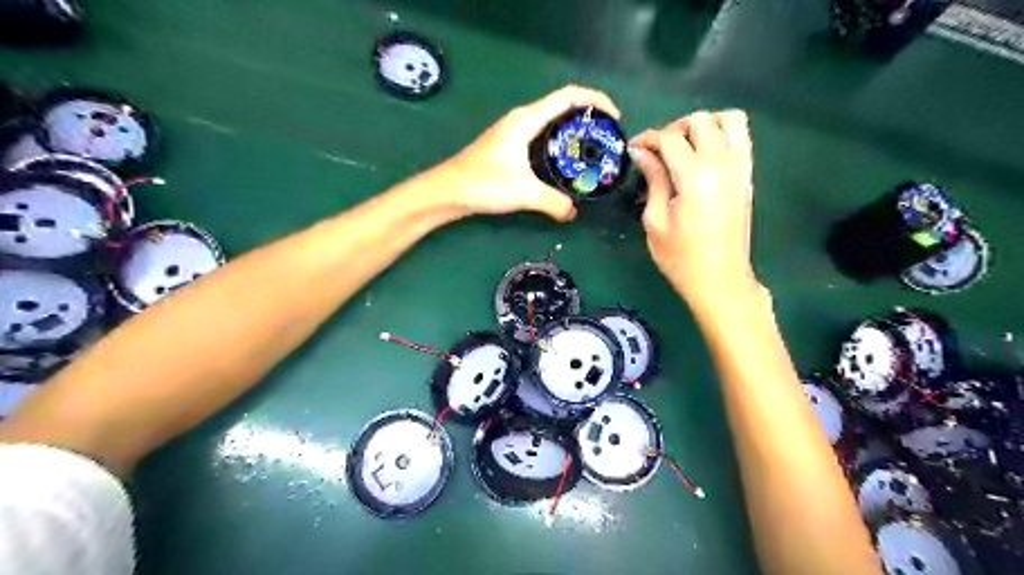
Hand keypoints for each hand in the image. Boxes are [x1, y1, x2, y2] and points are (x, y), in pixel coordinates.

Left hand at [436, 83, 619, 220]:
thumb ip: (553, 202)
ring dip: (573, 130)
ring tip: (592, 150)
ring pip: (552, 122)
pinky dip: (559, 143)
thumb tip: (573, 212)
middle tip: (607, 138)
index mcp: (527, 119)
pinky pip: (542, 136)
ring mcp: (514, 132)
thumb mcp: (523, 193)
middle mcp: (522, 119)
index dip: (595, 100)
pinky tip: (564, 163)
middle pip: (563, 106)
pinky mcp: (509, 146)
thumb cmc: (483, 183)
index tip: (615, 117)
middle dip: (588, 117)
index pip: (568, 96)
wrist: (447, 191)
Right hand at [628, 111, 763, 305]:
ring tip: (685, 146)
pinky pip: (741, 138)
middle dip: (673, 129)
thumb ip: (653, 179)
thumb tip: (641, 152)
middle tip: (657, 151)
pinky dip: (722, 135)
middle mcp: (722, 164)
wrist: (720, 280)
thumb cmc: (680, 258)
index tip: (633, 149)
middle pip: (700, 121)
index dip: (647, 139)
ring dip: (703, 125)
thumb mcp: (655, 220)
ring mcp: (740, 168)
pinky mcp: (748, 176)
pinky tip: (704, 155)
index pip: (670, 138)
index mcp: (695, 177)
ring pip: (729, 120)